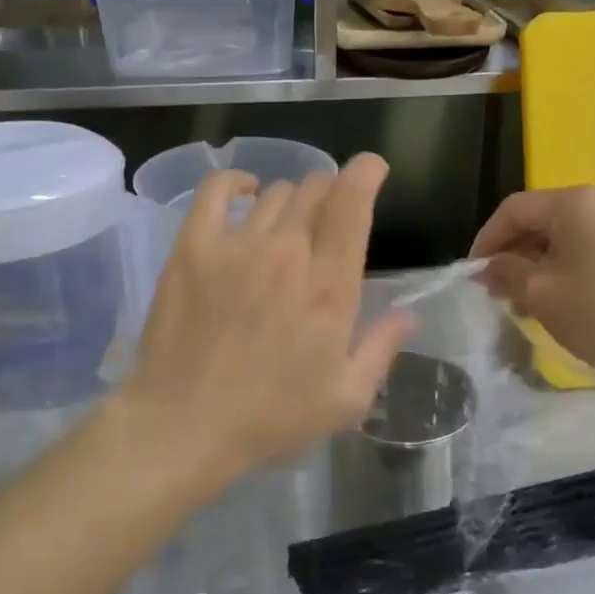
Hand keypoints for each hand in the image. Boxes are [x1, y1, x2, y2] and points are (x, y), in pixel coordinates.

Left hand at [120, 155, 412, 490]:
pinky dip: (234, 183)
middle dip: (330, 191)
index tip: (371, 168)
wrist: (184, 425)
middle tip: (327, 215)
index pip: (352, 204)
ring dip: (290, 199)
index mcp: (330, 285)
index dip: (366, 173)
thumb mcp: (345, 398)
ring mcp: (237, 244)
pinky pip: (215, 192)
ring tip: (287, 223)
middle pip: (315, 190)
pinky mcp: (193, 247)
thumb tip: (410, 314)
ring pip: (274, 193)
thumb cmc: (271, 417)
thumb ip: (382, 348)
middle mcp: (288, 251)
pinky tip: (243, 192)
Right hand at [469, 185, 594, 402]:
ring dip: (539, 262)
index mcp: (577, 201)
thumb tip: (487, 268)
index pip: (514, 210)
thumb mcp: (540, 294)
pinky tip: (563, 298)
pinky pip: (593, 244)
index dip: (486, 240)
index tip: (473, 274)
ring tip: (527, 301)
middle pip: (542, 218)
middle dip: (514, 253)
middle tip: (498, 291)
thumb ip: (505, 272)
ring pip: (567, 234)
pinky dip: (568, 265)